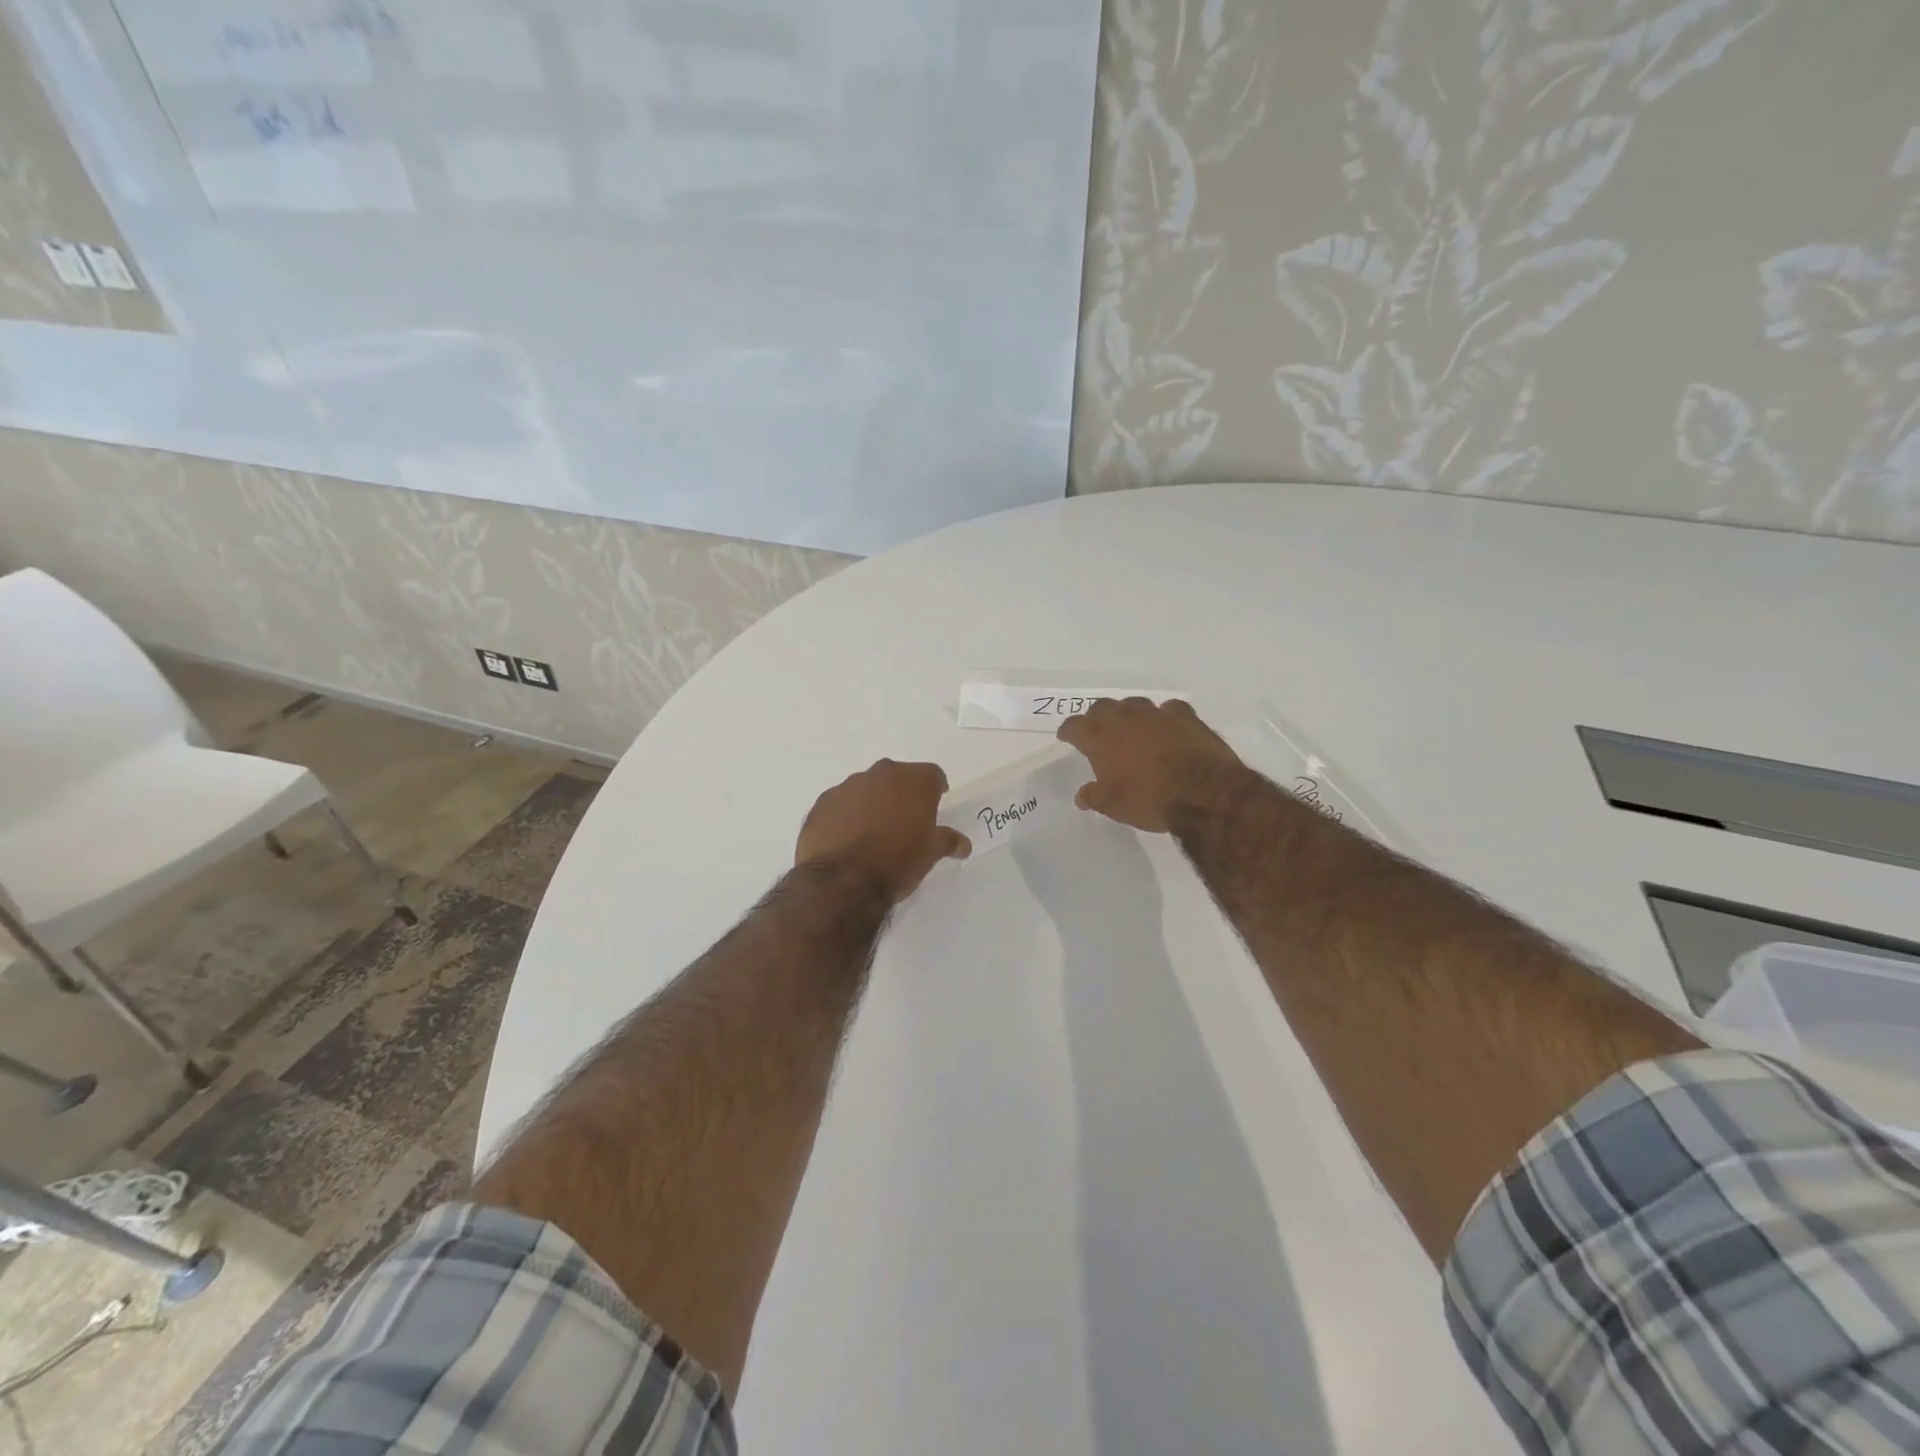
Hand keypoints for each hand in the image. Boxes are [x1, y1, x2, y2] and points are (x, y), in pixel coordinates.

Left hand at [795, 759, 969, 902]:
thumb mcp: (930, 854)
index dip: (935, 790)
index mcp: (913, 780)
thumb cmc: (897, 862)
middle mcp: (881, 774)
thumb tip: (963, 844)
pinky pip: (841, 803)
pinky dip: (846, 815)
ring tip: (872, 833)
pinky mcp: (822, 802)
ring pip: (866, 788)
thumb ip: (947, 841)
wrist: (843, 881)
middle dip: (902, 794)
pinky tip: (846, 839)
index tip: (934, 806)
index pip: (933, 775)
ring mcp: (848, 786)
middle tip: (904, 821)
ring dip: (872, 803)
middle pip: (897, 777)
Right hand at [1056, 698, 1241, 832]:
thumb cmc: (1148, 799)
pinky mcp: (1185, 716)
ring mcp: (1156, 714)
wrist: (1202, 792)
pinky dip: (1164, 717)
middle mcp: (1125, 718)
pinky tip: (1167, 727)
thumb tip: (1081, 795)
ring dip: (1128, 714)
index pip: (1074, 726)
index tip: (1066, 737)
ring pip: (1134, 704)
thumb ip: (1094, 796)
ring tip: (1131, 728)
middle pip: (1102, 707)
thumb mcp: (1113, 805)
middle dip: (1096, 718)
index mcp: (1100, 738)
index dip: (1068, 731)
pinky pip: (1169, 709)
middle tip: (1097, 731)